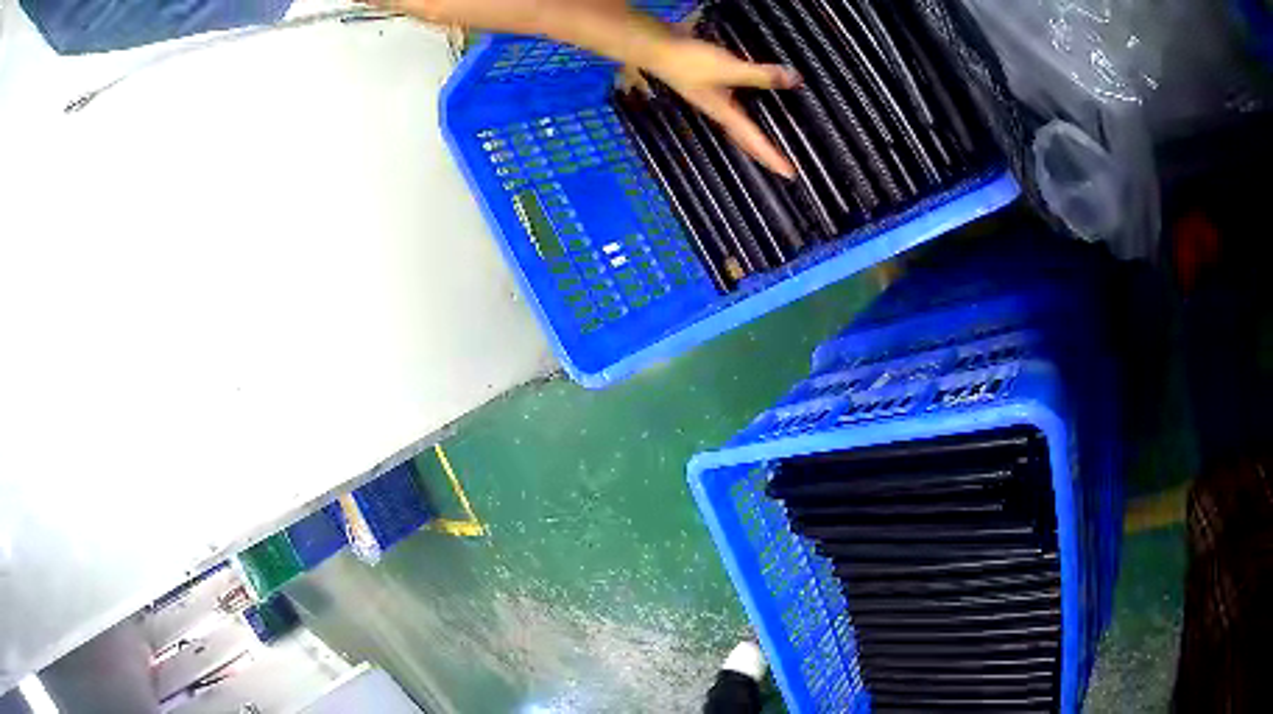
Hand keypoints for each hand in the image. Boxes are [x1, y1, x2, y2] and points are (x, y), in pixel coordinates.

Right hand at [647, 37, 800, 177]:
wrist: (657, 49)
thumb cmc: (690, 62)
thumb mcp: (729, 68)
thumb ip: (761, 75)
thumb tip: (795, 80)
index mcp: (725, 114)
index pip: (754, 141)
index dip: (773, 157)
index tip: (790, 175)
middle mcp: (719, 112)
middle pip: (744, 142)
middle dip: (762, 156)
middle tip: (780, 169)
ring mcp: (712, 100)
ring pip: (738, 129)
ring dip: (752, 141)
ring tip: (767, 148)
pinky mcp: (709, 86)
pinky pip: (733, 110)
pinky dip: (745, 118)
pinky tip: (748, 109)